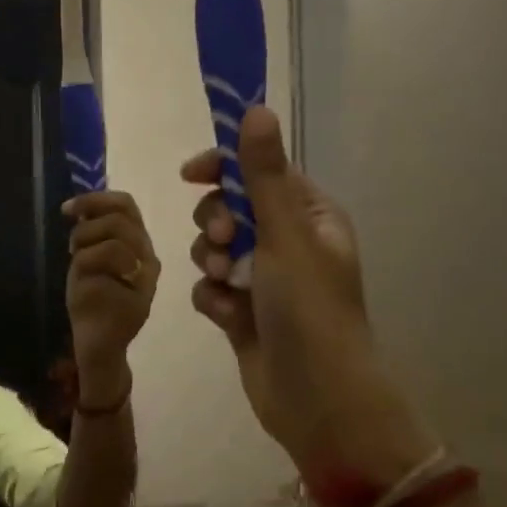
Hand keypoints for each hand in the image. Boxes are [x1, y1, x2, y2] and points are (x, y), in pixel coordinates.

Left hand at [63, 189, 159, 399]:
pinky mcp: (135, 300)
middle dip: (88, 226)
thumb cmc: (93, 304)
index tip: (68, 210)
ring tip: (77, 264)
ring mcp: (144, 282)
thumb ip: (95, 235)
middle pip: (121, 220)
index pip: (127, 206)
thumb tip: (81, 206)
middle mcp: (148, 261)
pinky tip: (81, 283)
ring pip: (114, 241)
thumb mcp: (91, 261)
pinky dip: (83, 267)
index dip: (97, 200)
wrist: (98, 347)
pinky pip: (105, 266)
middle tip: (73, 245)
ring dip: (85, 246)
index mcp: (140, 247)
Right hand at [182, 109, 435, 485]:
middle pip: (229, 209)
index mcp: (309, 217)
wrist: (316, 397)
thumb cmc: (309, 310)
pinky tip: (228, 317)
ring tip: (227, 286)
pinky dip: (214, 300)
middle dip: (216, 223)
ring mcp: (263, 281)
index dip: (223, 169)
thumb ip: (264, 175)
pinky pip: (210, 290)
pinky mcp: (243, 314)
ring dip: (212, 263)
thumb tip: (256, 109)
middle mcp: (286, 244)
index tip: (190, 174)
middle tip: (222, 240)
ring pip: (213, 251)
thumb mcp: (285, 236)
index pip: (259, 173)